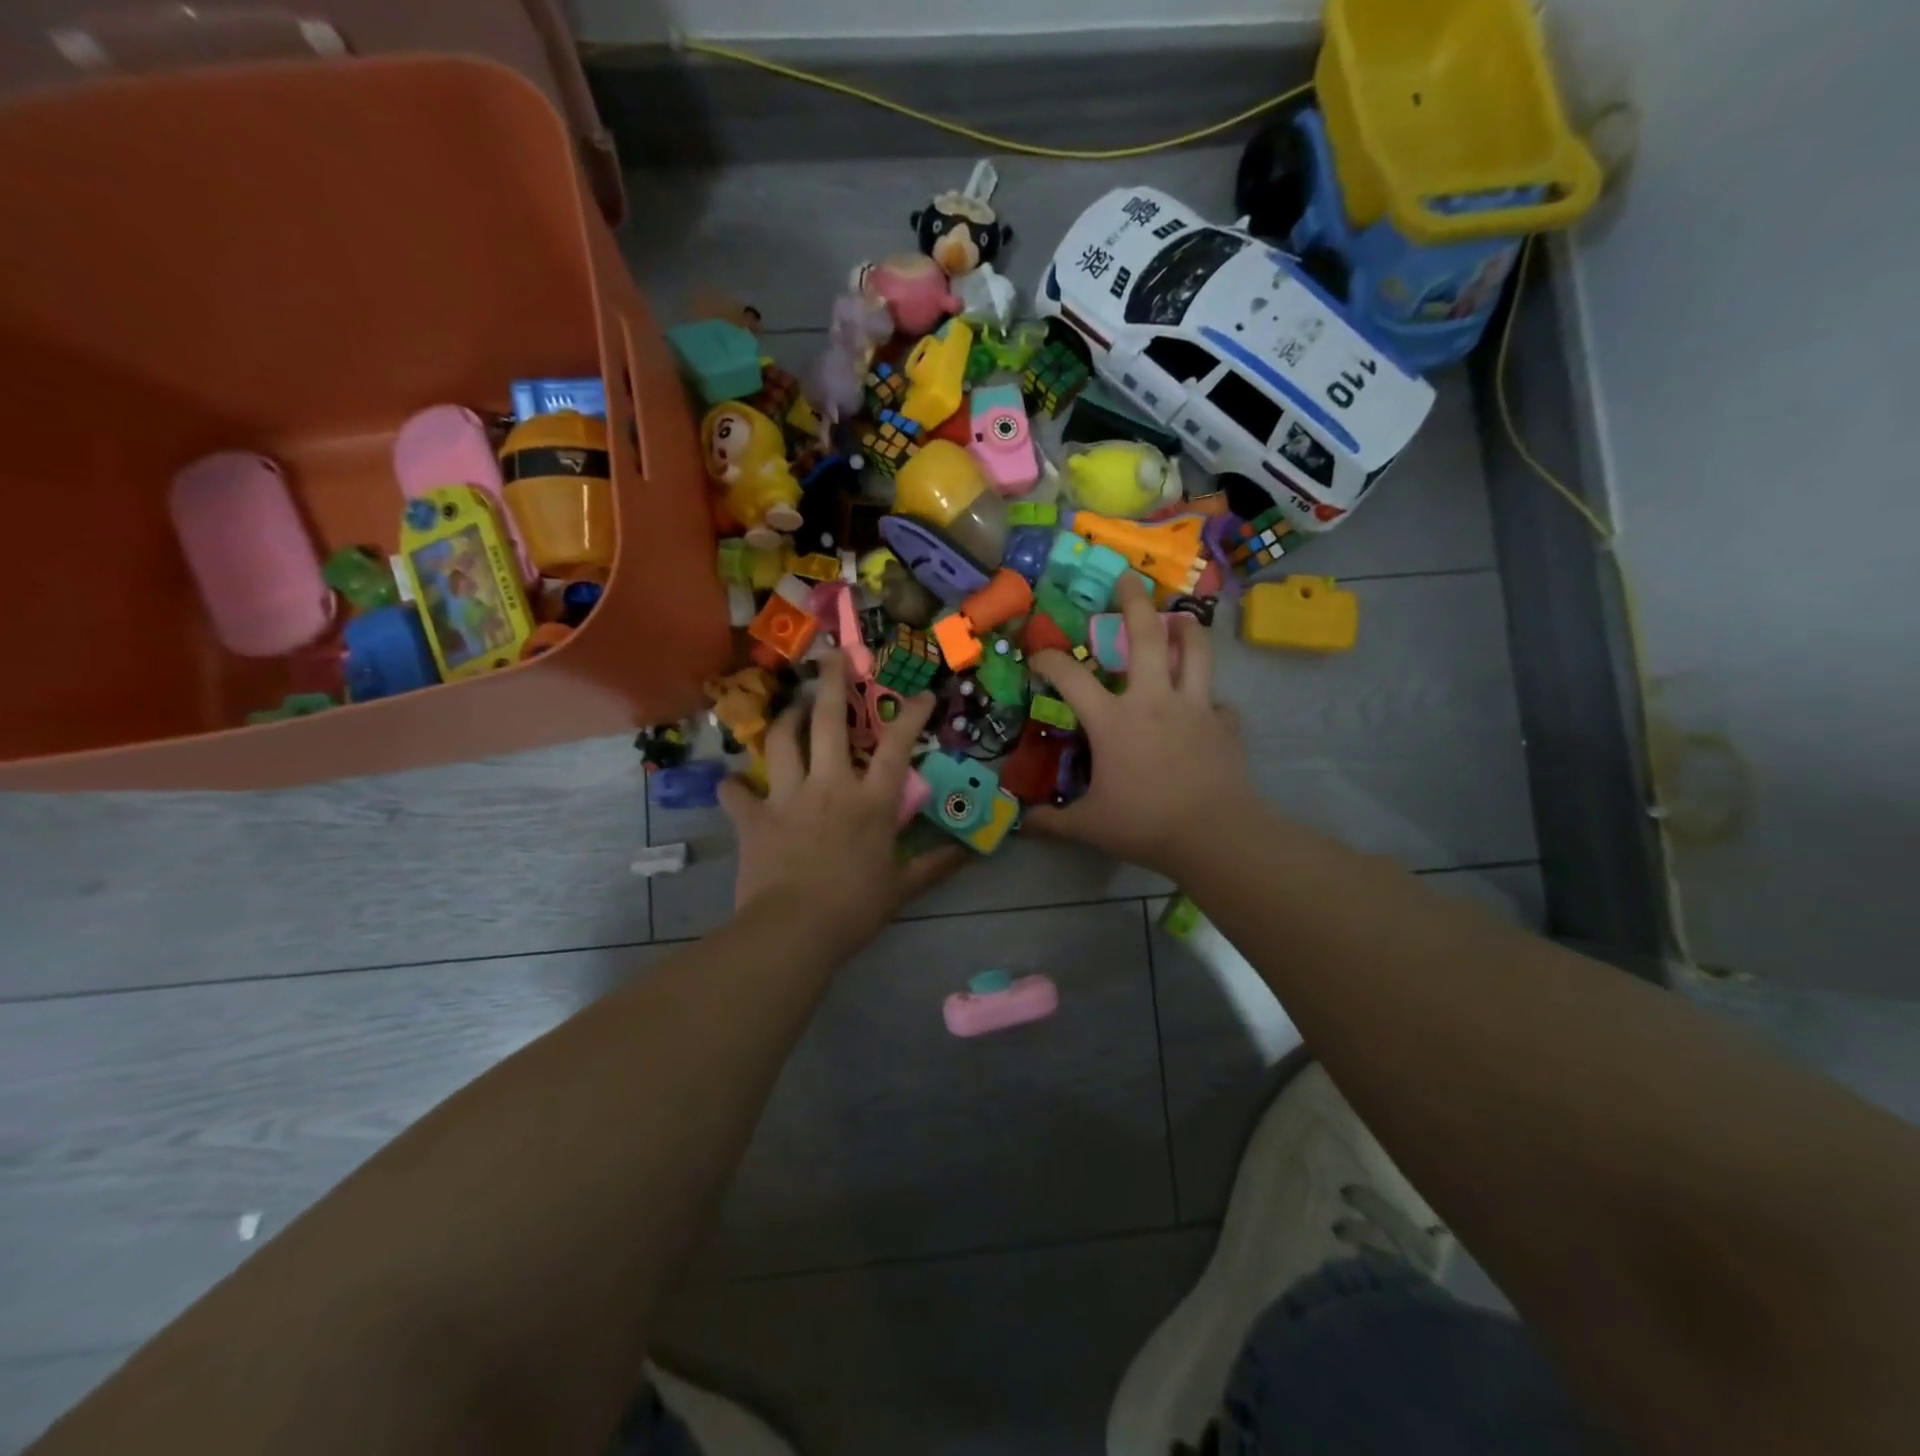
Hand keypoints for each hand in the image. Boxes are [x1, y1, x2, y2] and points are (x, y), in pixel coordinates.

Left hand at [719, 653, 962, 950]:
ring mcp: (788, 797)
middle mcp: (830, 786)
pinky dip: (734, 786)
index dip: (912, 716)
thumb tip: (967, 853)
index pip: (897, 748)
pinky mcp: (754, 817)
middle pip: (831, 722)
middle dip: (833, 683)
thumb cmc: (853, 909)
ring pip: (782, 741)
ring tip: (792, 710)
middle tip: (832, 656)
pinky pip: (737, 791)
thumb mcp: (901, 889)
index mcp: (871, 802)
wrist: (793, 930)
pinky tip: (735, 783)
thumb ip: (933, 866)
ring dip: (787, 719)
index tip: (923, 693)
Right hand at [1026, 576, 1253, 880]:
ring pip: (1196, 651)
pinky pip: (1218, 702)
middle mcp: (1154, 700)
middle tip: (1127, 580)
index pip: (1070, 677)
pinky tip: (1206, 708)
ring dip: (1187, 629)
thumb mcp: (1089, 825)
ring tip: (1181, 619)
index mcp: (1113, 720)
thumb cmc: (1145, 824)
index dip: (1048, 660)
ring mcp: (1194, 708)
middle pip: (1147, 636)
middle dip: (1135, 602)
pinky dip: (1210, 699)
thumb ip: (1052, 822)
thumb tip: (1021, 824)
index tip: (1037, 655)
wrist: (1214, 835)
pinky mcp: (1224, 724)